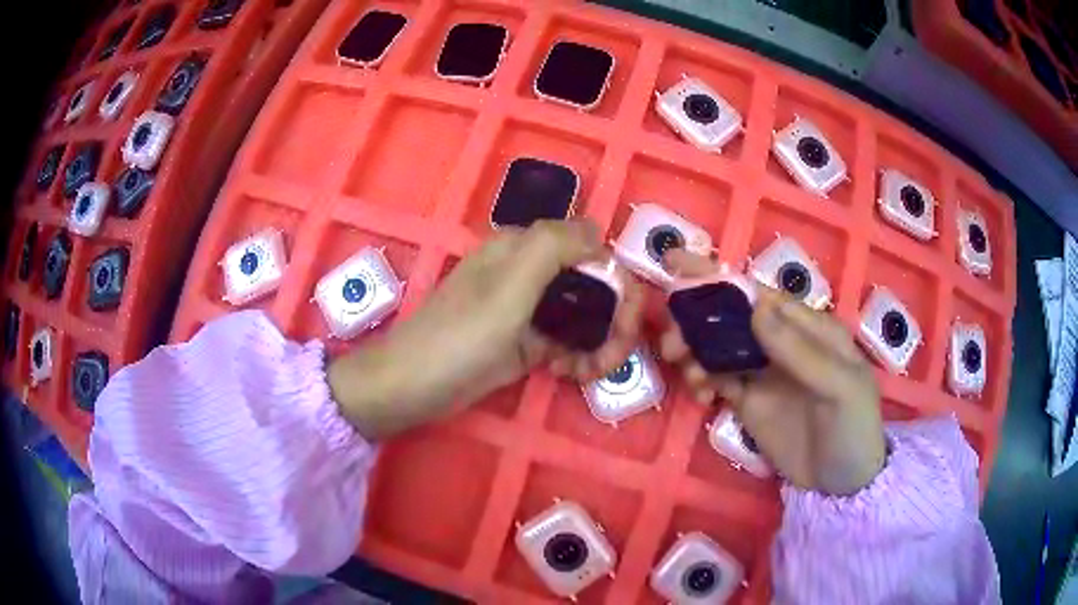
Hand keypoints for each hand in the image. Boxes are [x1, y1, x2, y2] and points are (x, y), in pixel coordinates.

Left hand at [328, 220, 643, 438]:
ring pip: (585, 316)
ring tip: (588, 372)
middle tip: (613, 358)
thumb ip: (554, 245)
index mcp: (526, 248)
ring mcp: (529, 308)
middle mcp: (531, 272)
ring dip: (599, 343)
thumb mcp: (508, 285)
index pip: (594, 253)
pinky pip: (567, 341)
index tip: (626, 327)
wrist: (414, 386)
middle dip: (614, 321)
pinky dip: (577, 356)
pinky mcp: (526, 341)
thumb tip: (598, 232)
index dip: (619, 286)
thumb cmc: (460, 336)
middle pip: (594, 286)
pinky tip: (569, 373)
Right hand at [659, 250, 885, 495]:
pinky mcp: (748, 402)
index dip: (720, 279)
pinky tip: (701, 398)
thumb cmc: (853, 428)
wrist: (842, 484)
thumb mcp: (840, 388)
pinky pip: (717, 381)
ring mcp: (763, 372)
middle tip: (672, 344)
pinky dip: (701, 382)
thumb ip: (801, 351)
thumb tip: (757, 309)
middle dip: (697, 322)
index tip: (677, 268)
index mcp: (808, 328)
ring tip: (686, 374)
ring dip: (694, 353)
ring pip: (718, 348)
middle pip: (732, 318)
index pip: (760, 295)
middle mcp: (781, 343)